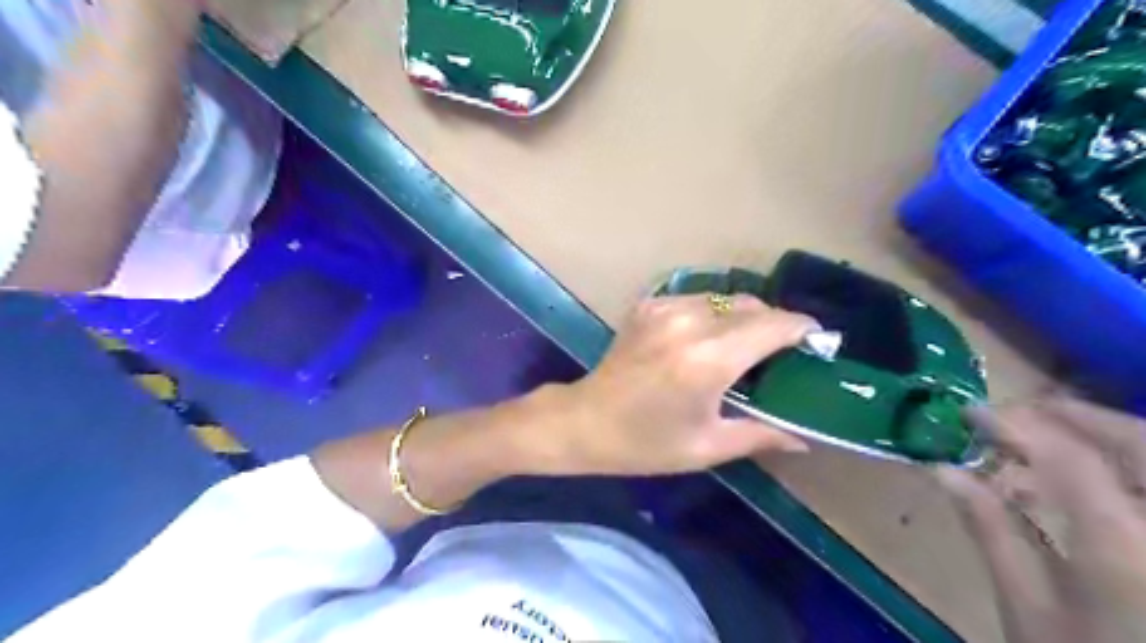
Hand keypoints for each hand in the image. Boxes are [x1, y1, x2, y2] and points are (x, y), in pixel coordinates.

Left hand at [544, 297, 818, 477]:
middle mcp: (690, 322)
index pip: (774, 325)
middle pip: (752, 305)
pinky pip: (696, 299)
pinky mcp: (648, 305)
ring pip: (724, 298)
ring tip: (743, 346)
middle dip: (774, 323)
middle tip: (779, 353)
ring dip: (742, 316)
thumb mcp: (707, 447)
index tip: (817, 341)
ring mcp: (665, 308)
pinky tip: (705, 339)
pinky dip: (712, 313)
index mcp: (709, 359)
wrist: (584, 422)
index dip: (802, 329)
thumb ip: (761, 435)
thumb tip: (803, 439)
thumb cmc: (645, 443)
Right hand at [939, 398, 1145, 642]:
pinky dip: (1127, 475)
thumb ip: (992, 534)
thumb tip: (946, 471)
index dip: (1016, 425)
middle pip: (1142, 445)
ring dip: (1109, 441)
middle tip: (1024, 410)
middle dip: (1080, 417)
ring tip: (1051, 441)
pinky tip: (1090, 486)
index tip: (970, 413)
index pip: (1070, 458)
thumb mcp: (1029, 615)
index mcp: (1128, 552)